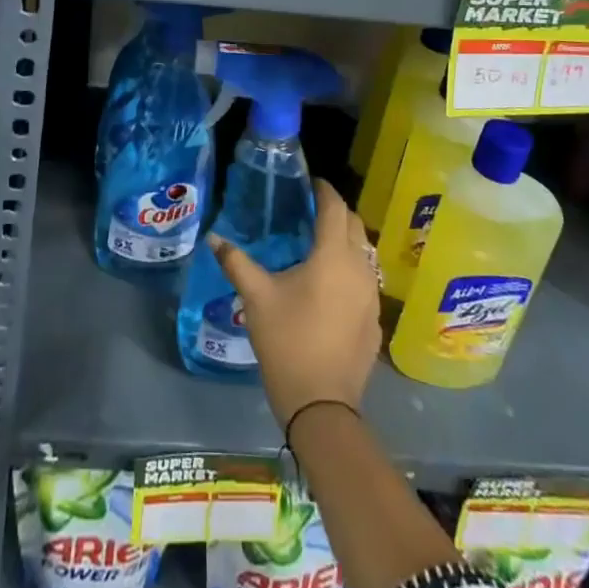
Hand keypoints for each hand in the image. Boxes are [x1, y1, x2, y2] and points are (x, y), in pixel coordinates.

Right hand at [210, 181, 380, 428]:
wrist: (322, 405)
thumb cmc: (288, 341)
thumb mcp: (256, 298)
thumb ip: (235, 262)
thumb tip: (213, 237)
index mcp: (333, 256)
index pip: (335, 208)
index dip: (324, 190)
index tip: (310, 182)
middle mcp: (360, 269)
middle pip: (355, 225)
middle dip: (336, 212)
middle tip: (310, 210)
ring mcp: (372, 296)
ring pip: (364, 253)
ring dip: (346, 240)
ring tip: (318, 244)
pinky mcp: (375, 320)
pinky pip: (366, 280)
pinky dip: (351, 269)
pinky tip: (330, 285)